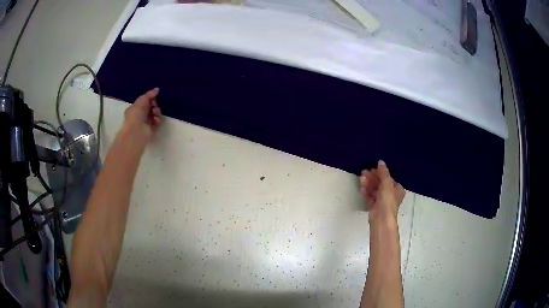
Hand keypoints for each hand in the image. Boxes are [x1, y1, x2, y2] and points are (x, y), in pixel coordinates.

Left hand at [123, 88, 162, 141]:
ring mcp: (146, 122)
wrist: (137, 130)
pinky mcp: (152, 129)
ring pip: (155, 114)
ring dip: (157, 111)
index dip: (150, 98)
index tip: (153, 97)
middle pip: (151, 107)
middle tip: (154, 105)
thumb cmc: (136, 114)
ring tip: (155, 112)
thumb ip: (150, 94)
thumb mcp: (142, 100)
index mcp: (135, 108)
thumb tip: (157, 89)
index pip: (145, 101)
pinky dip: (158, 119)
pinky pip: (158, 122)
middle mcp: (141, 115)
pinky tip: (155, 120)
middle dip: (154, 104)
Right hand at [360, 160, 404, 221]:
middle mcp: (391, 195)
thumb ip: (383, 172)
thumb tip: (381, 162)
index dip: (380, 173)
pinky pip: (371, 198)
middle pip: (381, 184)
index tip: (372, 168)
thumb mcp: (386, 183)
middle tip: (363, 172)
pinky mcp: (375, 207)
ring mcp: (383, 202)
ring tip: (361, 179)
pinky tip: (361, 189)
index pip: (389, 178)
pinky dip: (366, 193)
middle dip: (372, 178)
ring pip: (375, 190)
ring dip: (368, 184)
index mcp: (397, 189)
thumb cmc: (387, 200)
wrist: (381, 218)